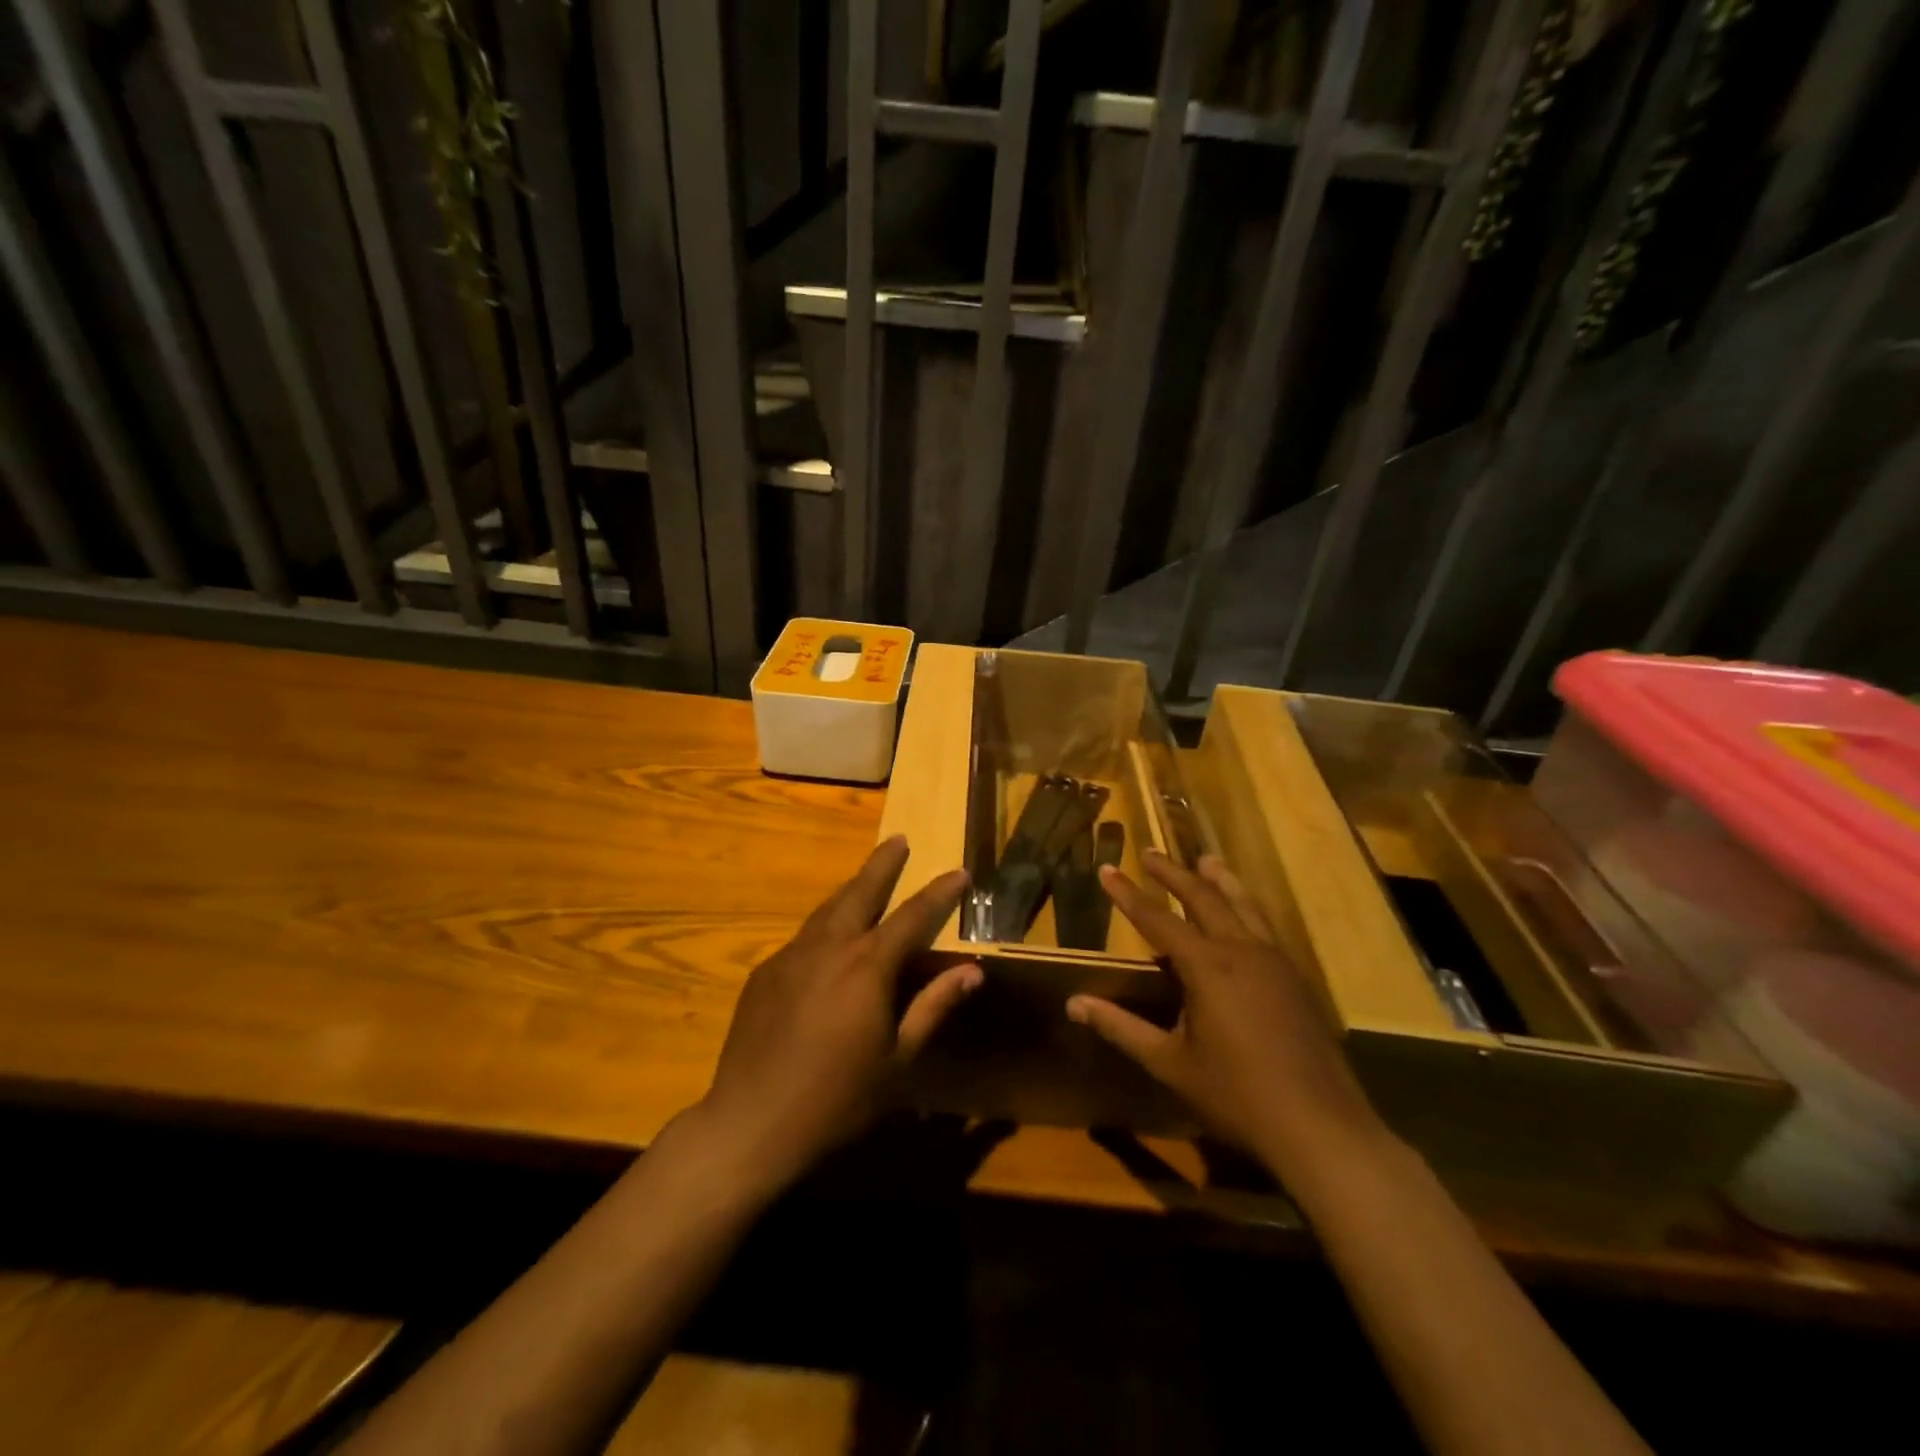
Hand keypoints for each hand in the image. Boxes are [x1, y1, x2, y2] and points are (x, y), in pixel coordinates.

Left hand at [696, 835, 980, 1191]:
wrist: (750, 1123)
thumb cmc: (838, 1097)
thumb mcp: (899, 1059)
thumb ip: (934, 1006)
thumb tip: (973, 970)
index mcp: (868, 965)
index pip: (913, 915)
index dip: (940, 892)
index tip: (960, 872)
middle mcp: (829, 947)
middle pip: (860, 891)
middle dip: (883, 864)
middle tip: (899, 840)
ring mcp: (791, 956)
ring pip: (827, 910)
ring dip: (851, 890)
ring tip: (866, 880)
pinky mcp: (764, 973)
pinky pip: (802, 939)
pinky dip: (824, 929)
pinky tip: (827, 946)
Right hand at [1067, 851, 1391, 1189]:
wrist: (1322, 1128)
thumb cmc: (1237, 1096)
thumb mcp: (1170, 1064)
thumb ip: (1121, 1028)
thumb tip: (1074, 1003)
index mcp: (1207, 967)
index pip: (1157, 918)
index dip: (1127, 894)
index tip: (1105, 869)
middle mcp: (1242, 950)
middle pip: (1204, 897)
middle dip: (1173, 873)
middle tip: (1149, 852)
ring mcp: (1275, 961)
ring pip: (1243, 904)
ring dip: (1219, 880)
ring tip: (1205, 860)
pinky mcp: (1296, 978)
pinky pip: (1265, 926)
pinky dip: (1246, 906)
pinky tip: (1244, 914)